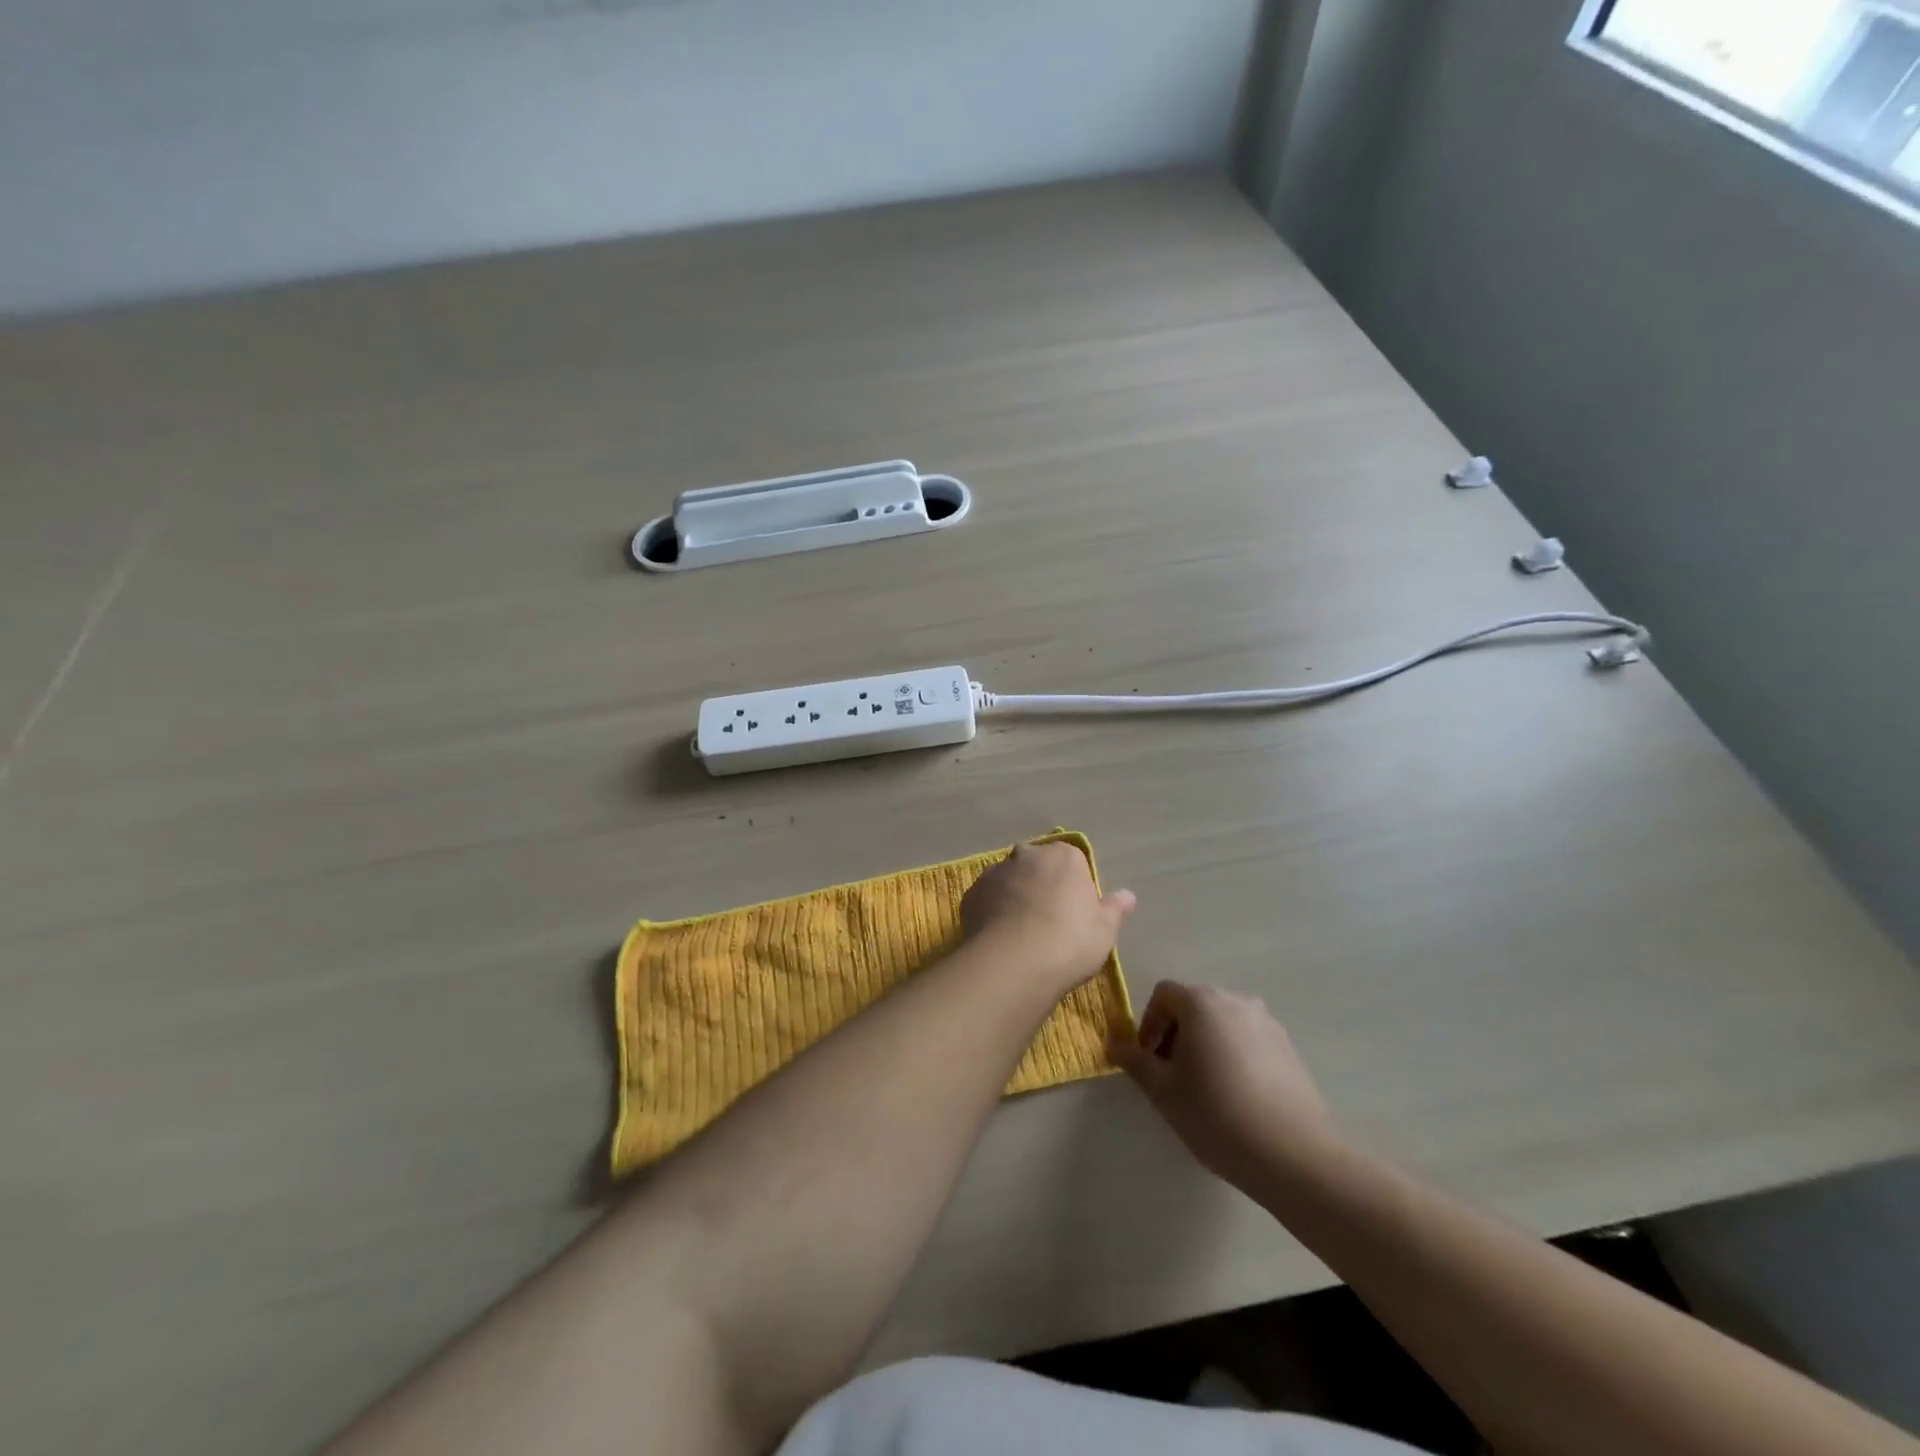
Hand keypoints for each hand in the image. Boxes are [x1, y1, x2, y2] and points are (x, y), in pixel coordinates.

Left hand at [961, 841, 1135, 999]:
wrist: (1015, 963)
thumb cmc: (1070, 941)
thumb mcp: (1105, 929)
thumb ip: (1114, 908)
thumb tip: (1128, 896)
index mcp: (1062, 856)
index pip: (1071, 861)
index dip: (1073, 885)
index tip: (1075, 911)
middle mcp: (1026, 855)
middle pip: (1036, 865)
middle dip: (1039, 884)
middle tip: (1047, 919)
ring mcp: (994, 873)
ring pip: (1008, 881)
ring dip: (1013, 896)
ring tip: (1020, 933)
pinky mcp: (971, 895)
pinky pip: (986, 900)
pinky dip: (992, 912)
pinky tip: (999, 939)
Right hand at [1108, 981, 1338, 1191]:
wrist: (1294, 1155)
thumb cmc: (1217, 1115)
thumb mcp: (1163, 1091)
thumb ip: (1135, 1061)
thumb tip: (1114, 1044)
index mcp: (1201, 1002)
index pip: (1163, 994)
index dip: (1148, 1023)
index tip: (1148, 1060)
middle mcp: (1235, 1000)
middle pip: (1194, 1005)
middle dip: (1176, 1033)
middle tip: (1171, 1075)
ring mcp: (1267, 1022)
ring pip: (1222, 1023)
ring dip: (1205, 1044)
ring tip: (1205, 1087)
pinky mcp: (1289, 1047)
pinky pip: (1248, 1039)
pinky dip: (1233, 1055)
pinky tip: (1237, 1096)